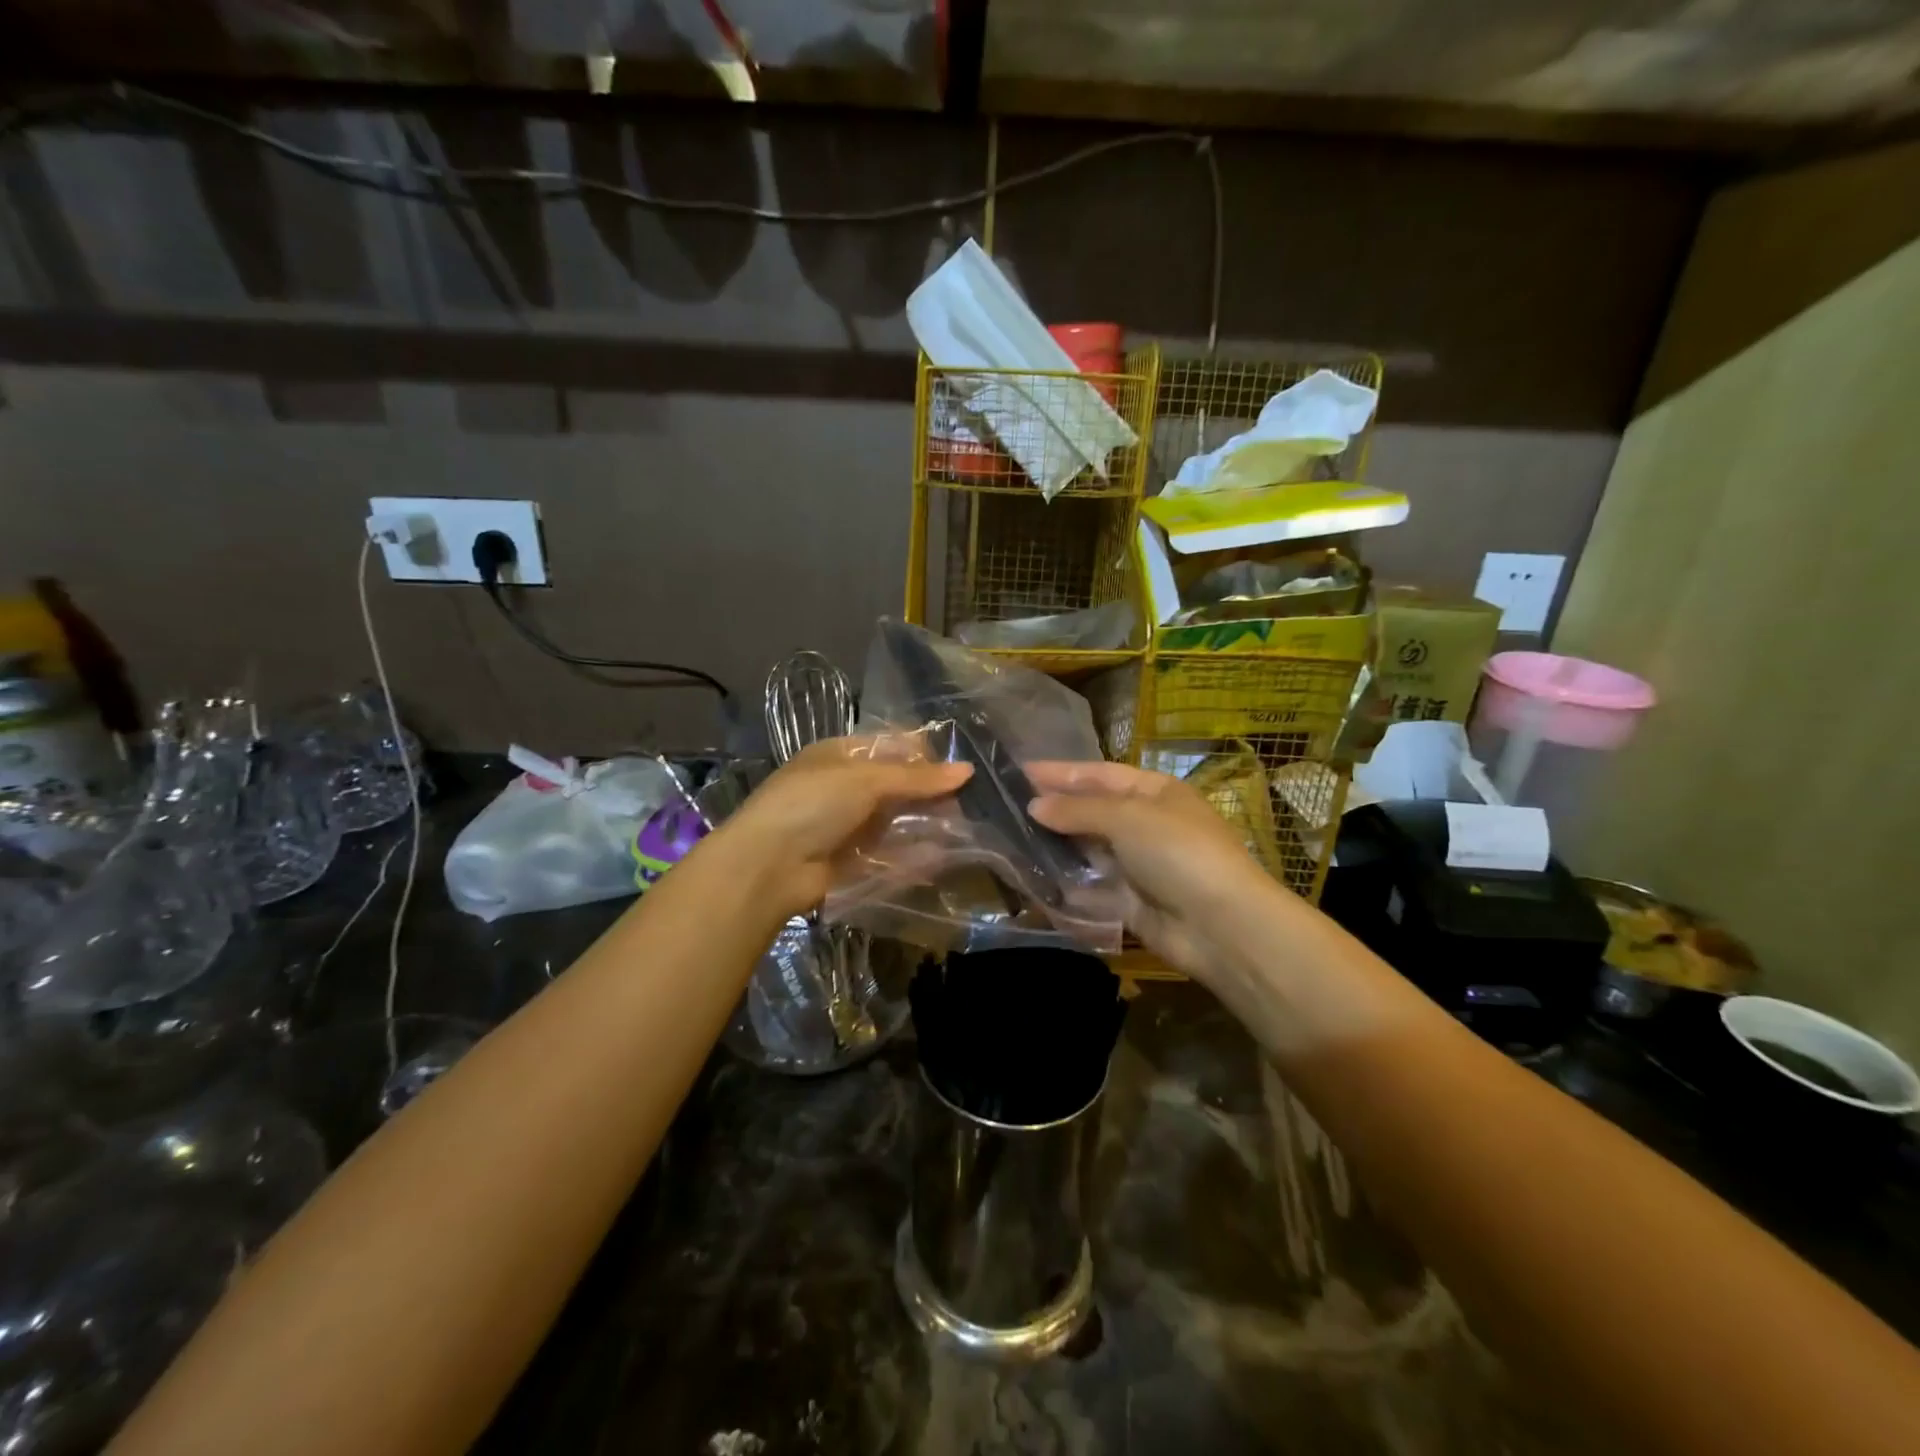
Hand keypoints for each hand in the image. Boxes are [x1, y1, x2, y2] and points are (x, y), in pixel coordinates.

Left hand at [708, 737, 971, 920]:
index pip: (889, 746)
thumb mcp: (865, 780)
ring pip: (894, 821)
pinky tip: (940, 857)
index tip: (958, 769)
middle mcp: (843, 787)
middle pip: (895, 785)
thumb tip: (967, 770)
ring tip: (962, 830)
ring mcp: (845, 825)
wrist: (767, 866)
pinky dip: (912, 855)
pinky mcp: (849, 860)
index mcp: (839, 755)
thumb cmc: (812, 804)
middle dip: (928, 794)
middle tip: (966, 803)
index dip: (923, 755)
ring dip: (923, 825)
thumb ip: (917, 778)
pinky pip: (888, 854)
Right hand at [1027, 760, 1294, 982]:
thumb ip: (1078, 810)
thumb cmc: (1178, 852)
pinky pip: (1091, 887)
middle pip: (1092, 811)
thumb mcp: (1127, 818)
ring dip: (1055, 846)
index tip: (1020, 770)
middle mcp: (1145, 824)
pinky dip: (1065, 884)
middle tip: (1006, 806)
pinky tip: (1032, 878)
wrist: (1220, 925)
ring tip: (1010, 840)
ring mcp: (1138, 864)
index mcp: (1154, 792)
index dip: (1061, 772)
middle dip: (1054, 809)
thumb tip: (1034, 805)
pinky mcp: (1130, 902)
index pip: (1099, 774)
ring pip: (1088, 850)